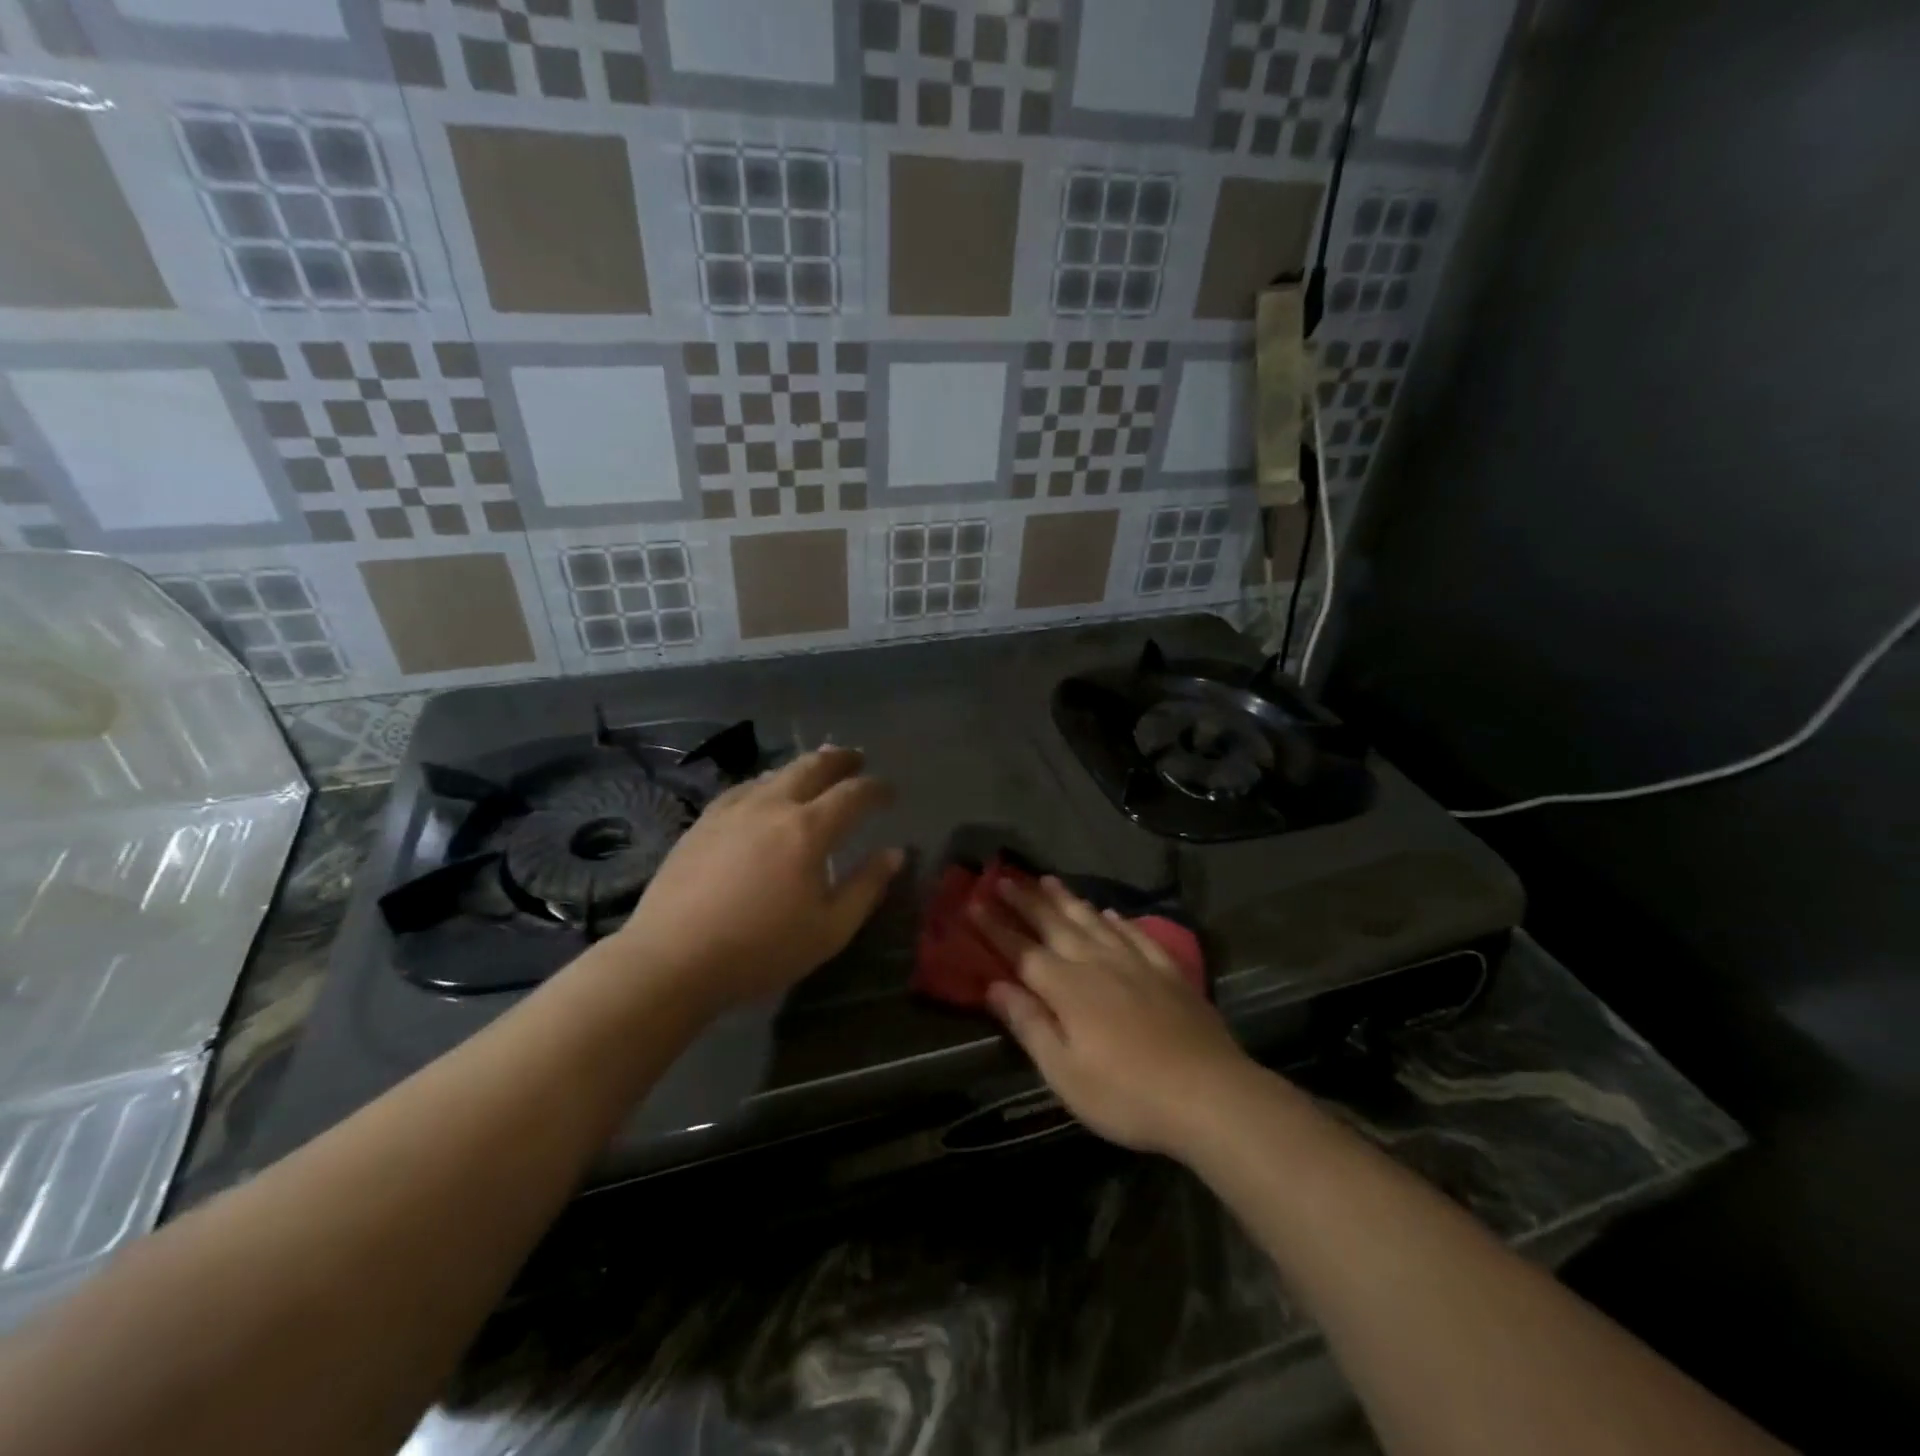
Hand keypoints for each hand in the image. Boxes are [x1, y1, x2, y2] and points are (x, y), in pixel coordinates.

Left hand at [617, 746, 902, 1014]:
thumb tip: (894, 853)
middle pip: (812, 767)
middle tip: (856, 759)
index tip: (890, 792)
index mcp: (808, 830)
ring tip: (816, 769)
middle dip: (840, 760)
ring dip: (803, 767)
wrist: (672, 959)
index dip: (876, 789)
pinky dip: (767, 782)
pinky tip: (764, 791)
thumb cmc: (760, 950)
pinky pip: (744, 788)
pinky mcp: (704, 822)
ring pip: (775, 773)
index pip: (853, 794)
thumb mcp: (829, 930)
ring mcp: (733, 810)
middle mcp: (772, 806)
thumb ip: (866, 887)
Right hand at [972, 876, 1252, 1155]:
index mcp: (1068, 988)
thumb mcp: (1065, 1073)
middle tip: (1005, 877)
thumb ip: (1030, 1024)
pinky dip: (1118, 920)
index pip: (1022, 950)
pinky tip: (1110, 912)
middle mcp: (1097, 963)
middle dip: (1026, 901)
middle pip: (1055, 925)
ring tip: (1048, 879)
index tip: (974, 902)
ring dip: (1067, 899)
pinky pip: (1136, 934)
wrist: (1209, 1094)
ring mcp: (1136, 963)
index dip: (996, 927)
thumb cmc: (1127, 1094)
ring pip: (1093, 920)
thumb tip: (995, 986)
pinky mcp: (1167, 971)